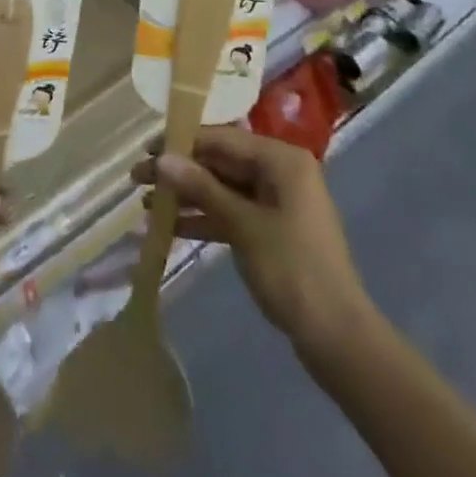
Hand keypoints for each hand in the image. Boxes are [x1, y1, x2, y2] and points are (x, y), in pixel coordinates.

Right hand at [133, 126, 372, 353]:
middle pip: (220, 162)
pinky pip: (230, 213)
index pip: (222, 138)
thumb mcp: (243, 225)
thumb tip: (162, 158)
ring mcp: (276, 202)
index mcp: (281, 159)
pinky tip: (169, 227)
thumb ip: (201, 188)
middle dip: (180, 171)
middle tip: (137, 178)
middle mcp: (279, 172)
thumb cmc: (293, 270)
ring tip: (145, 203)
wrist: (337, 339)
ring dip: (187, 196)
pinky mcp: (270, 230)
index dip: (182, 142)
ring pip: (222, 188)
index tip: (146, 149)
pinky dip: (203, 218)